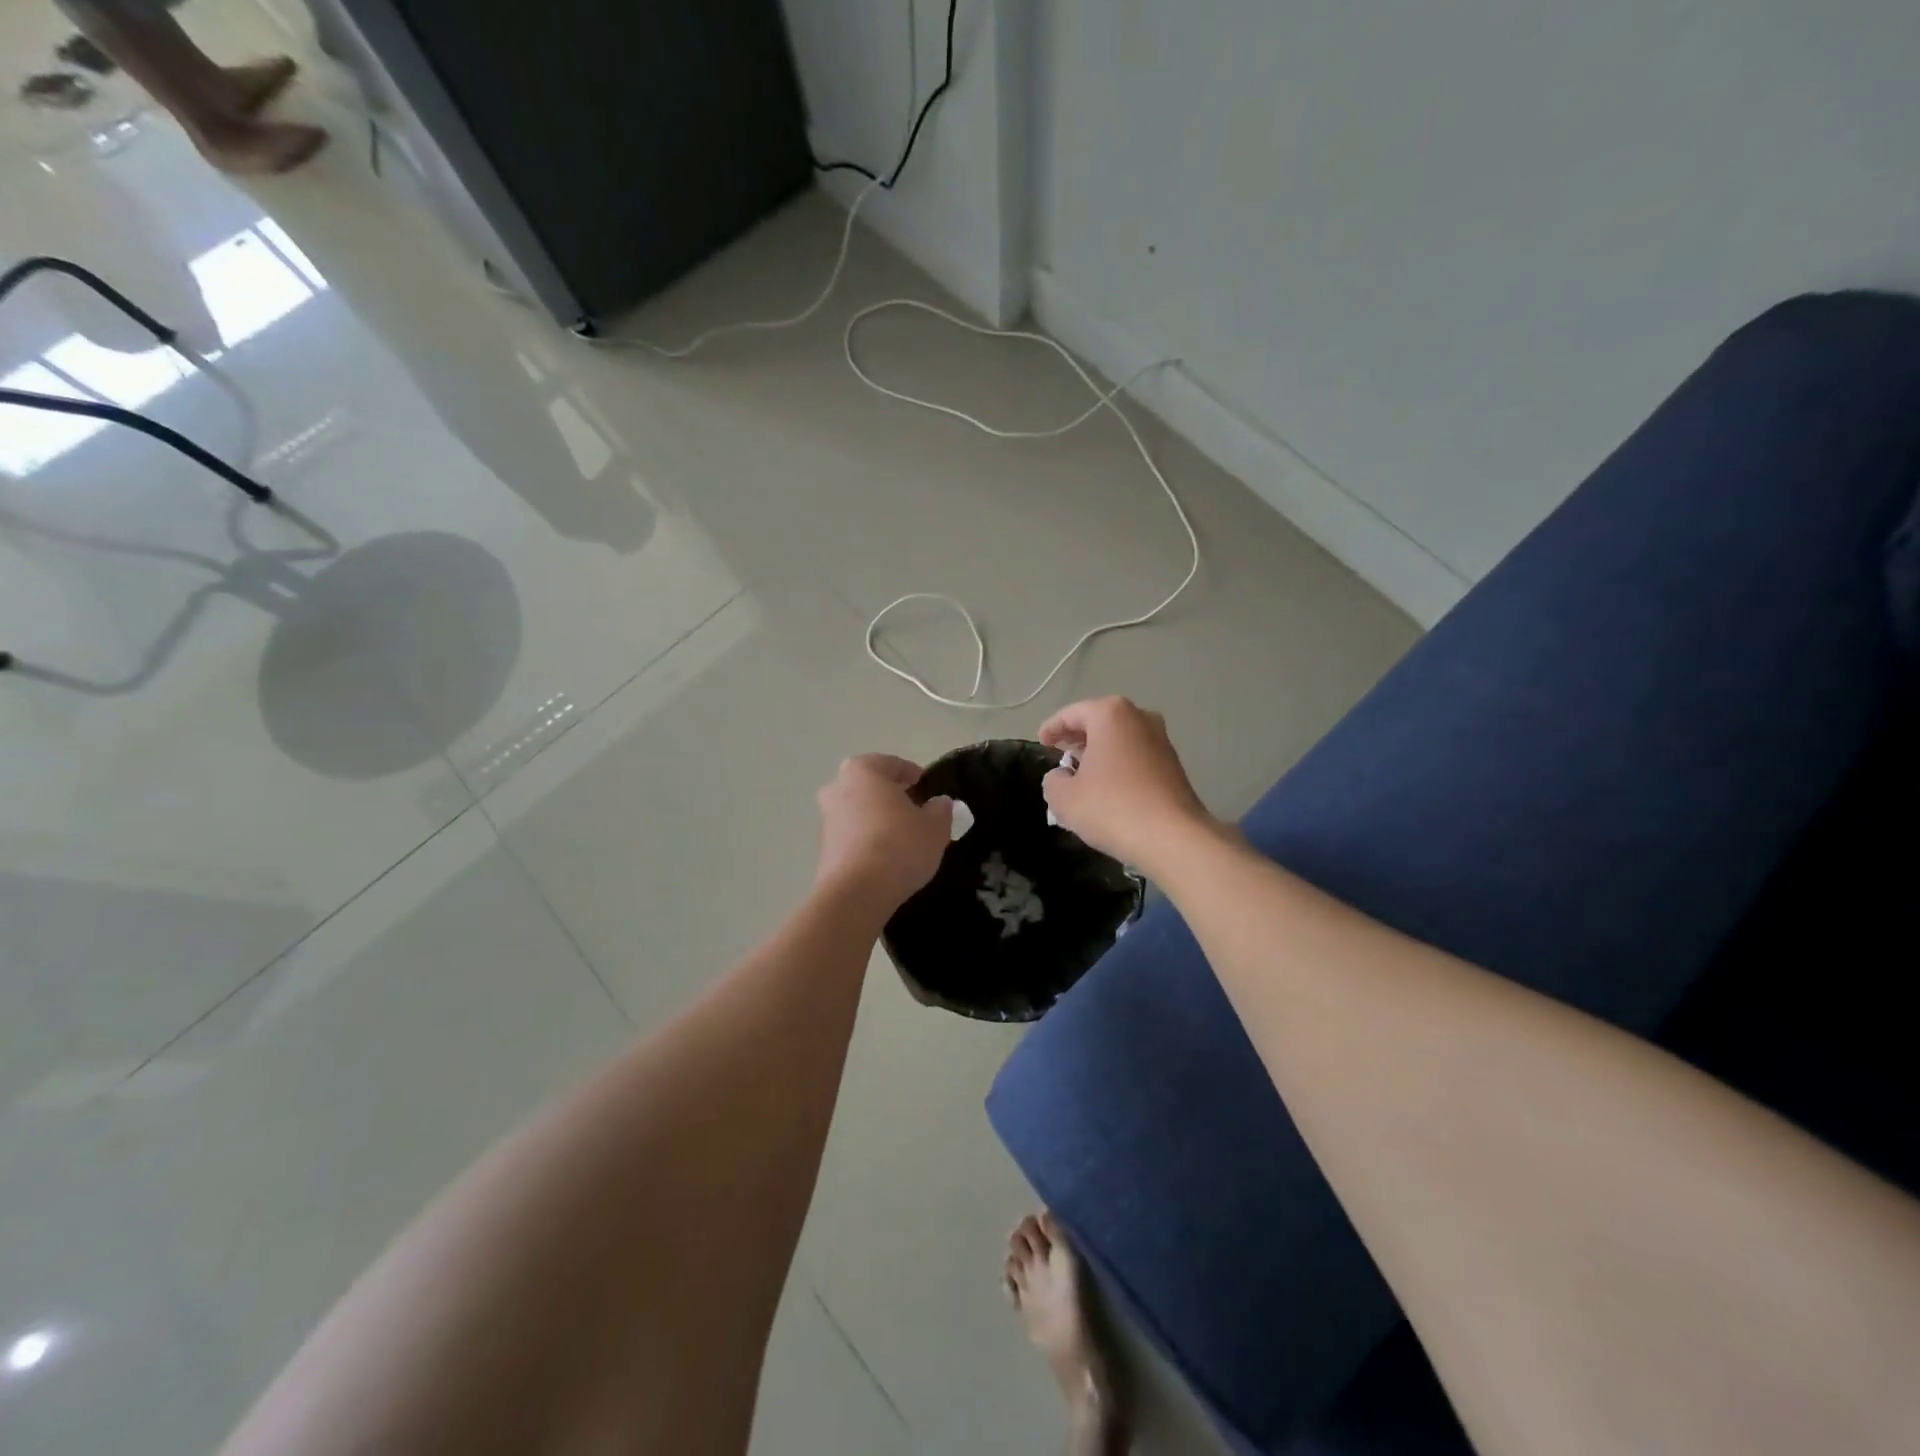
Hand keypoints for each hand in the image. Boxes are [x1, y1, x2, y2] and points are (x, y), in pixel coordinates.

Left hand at [814, 755, 954, 912]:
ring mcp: (825, 820)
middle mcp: (836, 788)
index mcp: (862, 771)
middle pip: (870, 786)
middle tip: (915, 811)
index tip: (926, 787)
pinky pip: (852, 837)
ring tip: (903, 839)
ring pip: (858, 812)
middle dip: (891, 796)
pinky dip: (867, 841)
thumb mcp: (934, 826)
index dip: (912, 774)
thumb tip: (939, 803)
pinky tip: (886, 858)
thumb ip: (940, 810)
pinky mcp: (823, 850)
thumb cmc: (899, 845)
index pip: (891, 764)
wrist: (857, 893)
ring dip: (877, 820)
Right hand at [1039, 697, 1214, 871]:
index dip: (1051, 728)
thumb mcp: (1064, 798)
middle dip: (1077, 737)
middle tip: (1059, 755)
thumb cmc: (1112, 808)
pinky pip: (1136, 756)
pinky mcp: (1173, 764)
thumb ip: (1053, 780)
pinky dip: (1118, 764)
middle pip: (1099, 721)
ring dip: (1099, 752)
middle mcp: (1139, 717)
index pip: (1071, 714)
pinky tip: (1108, 787)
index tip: (1041, 743)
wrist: (1173, 838)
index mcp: (1110, 714)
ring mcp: (1161, 739)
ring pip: (1120, 738)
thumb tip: (1061, 777)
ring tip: (1081, 774)